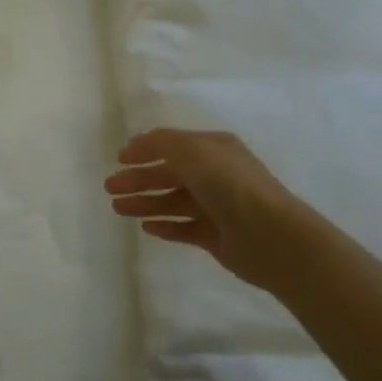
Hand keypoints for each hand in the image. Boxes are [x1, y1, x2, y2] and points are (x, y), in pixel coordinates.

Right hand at [104, 128, 320, 291]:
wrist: (271, 236)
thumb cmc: (230, 185)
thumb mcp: (192, 151)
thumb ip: (161, 143)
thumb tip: (137, 144)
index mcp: (213, 149)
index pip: (173, 145)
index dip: (145, 149)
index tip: (118, 158)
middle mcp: (215, 175)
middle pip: (169, 174)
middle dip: (139, 179)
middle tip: (110, 187)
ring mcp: (216, 207)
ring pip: (172, 202)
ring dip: (145, 203)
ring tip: (118, 208)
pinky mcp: (216, 237)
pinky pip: (183, 228)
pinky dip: (164, 226)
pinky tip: (145, 227)